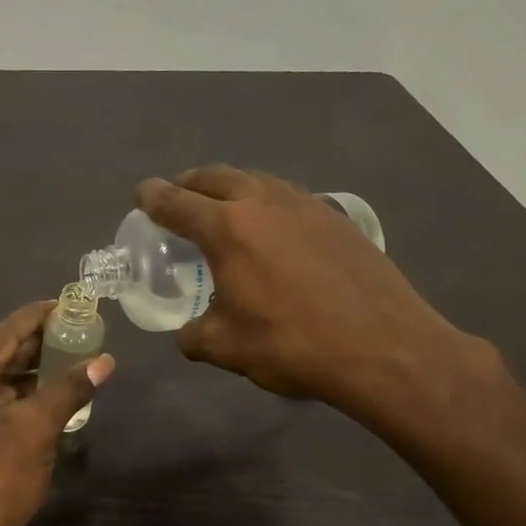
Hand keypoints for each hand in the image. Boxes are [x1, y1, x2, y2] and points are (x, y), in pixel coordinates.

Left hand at [0, 301, 114, 525]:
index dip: (39, 317)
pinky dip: (16, 396)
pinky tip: (48, 392)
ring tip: (71, 357)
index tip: (70, 303)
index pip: (3, 333)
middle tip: (78, 330)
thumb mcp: (37, 429)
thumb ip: (69, 388)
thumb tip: (105, 360)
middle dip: (38, 345)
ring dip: (29, 372)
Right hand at [135, 166, 493, 439]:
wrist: (383, 347)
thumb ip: (195, 335)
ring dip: (231, 187)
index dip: (153, 198)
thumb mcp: (226, 348)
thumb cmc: (292, 344)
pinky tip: (273, 227)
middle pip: (216, 177)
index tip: (143, 194)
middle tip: (177, 196)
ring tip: (223, 206)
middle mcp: (264, 202)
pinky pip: (288, 197)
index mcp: (227, 228)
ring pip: (257, 180)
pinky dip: (266, 202)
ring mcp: (306, 205)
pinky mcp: (337, 218)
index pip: (177, 203)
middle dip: (190, 183)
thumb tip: (189, 333)